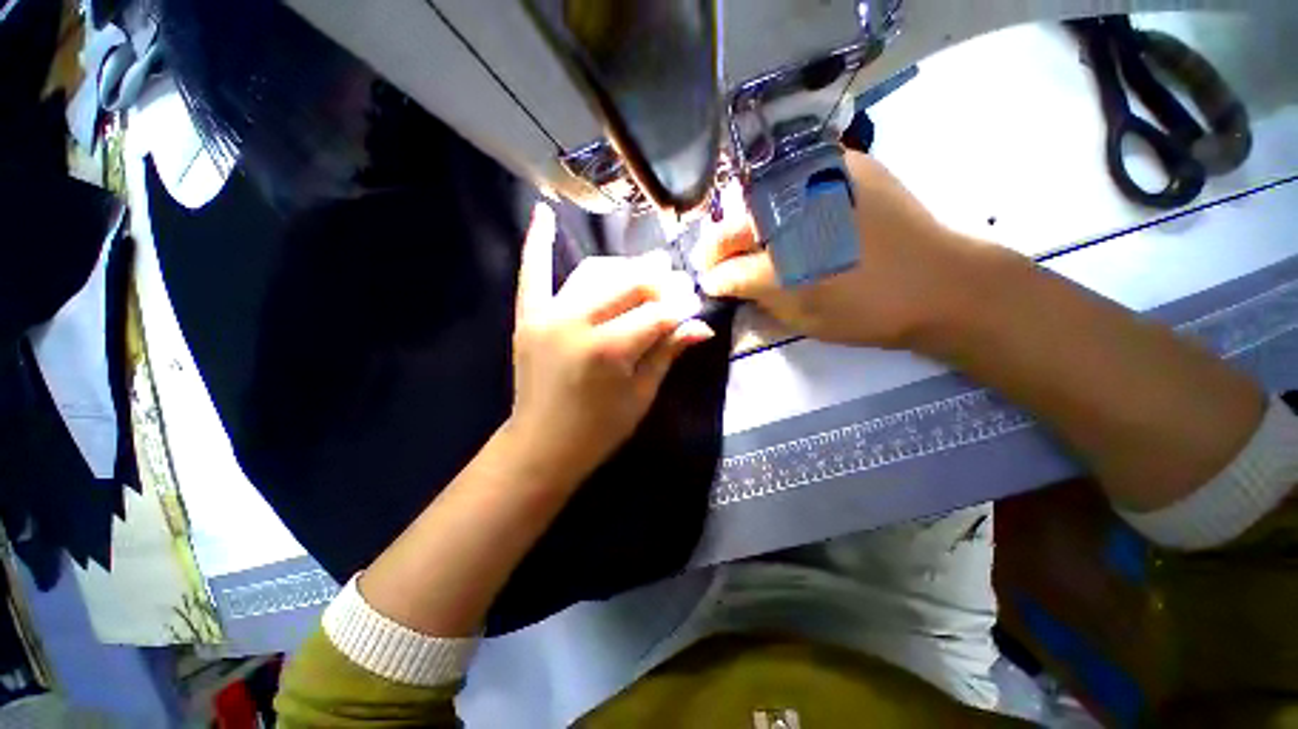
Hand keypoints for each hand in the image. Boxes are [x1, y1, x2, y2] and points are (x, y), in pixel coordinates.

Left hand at [506, 203, 714, 489]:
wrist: (543, 445)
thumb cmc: (600, 429)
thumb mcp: (642, 395)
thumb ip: (668, 353)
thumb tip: (702, 326)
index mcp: (610, 350)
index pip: (658, 314)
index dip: (681, 306)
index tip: (696, 302)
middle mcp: (577, 323)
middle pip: (629, 284)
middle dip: (660, 279)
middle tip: (677, 279)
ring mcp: (548, 315)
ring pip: (594, 271)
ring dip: (624, 266)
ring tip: (645, 270)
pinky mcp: (528, 317)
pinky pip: (532, 273)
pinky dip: (537, 242)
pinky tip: (543, 212)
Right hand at [695, 150, 994, 349]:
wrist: (940, 282)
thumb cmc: (865, 311)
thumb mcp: (800, 315)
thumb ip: (754, 294)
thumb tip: (722, 281)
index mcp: (785, 253)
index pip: (728, 262)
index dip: (712, 272)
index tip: (706, 280)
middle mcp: (795, 205)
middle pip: (735, 221)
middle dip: (721, 244)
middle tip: (720, 262)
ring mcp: (820, 173)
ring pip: (757, 194)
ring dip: (745, 219)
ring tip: (749, 241)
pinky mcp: (844, 161)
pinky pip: (791, 174)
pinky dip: (777, 195)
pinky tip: (783, 215)